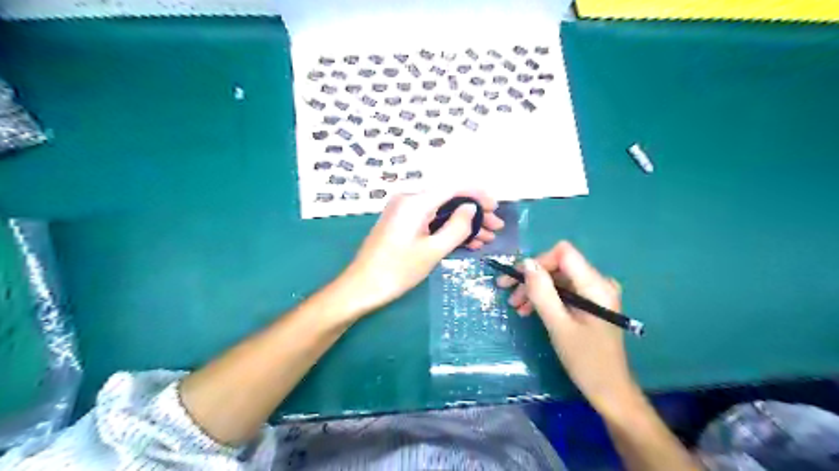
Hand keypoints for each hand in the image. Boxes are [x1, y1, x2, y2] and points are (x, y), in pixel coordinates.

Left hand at [341, 190, 503, 316]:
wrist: (361, 287)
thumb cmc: (397, 270)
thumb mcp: (432, 251)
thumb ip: (456, 227)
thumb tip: (471, 208)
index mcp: (415, 202)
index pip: (453, 187)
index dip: (477, 195)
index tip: (495, 208)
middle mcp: (409, 200)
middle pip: (448, 199)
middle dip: (474, 213)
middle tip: (496, 228)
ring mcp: (404, 212)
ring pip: (441, 212)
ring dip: (463, 224)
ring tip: (486, 239)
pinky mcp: (402, 225)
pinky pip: (430, 221)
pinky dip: (447, 230)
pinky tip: (466, 243)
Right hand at [493, 242, 632, 412]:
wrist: (610, 390)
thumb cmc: (585, 360)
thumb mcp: (558, 325)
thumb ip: (542, 292)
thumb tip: (526, 263)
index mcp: (595, 285)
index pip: (563, 254)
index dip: (538, 262)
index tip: (518, 280)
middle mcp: (598, 283)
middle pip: (559, 266)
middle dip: (532, 278)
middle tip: (507, 293)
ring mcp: (595, 294)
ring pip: (558, 279)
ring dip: (536, 289)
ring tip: (516, 306)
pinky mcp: (590, 304)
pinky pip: (564, 291)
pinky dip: (546, 298)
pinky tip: (530, 310)